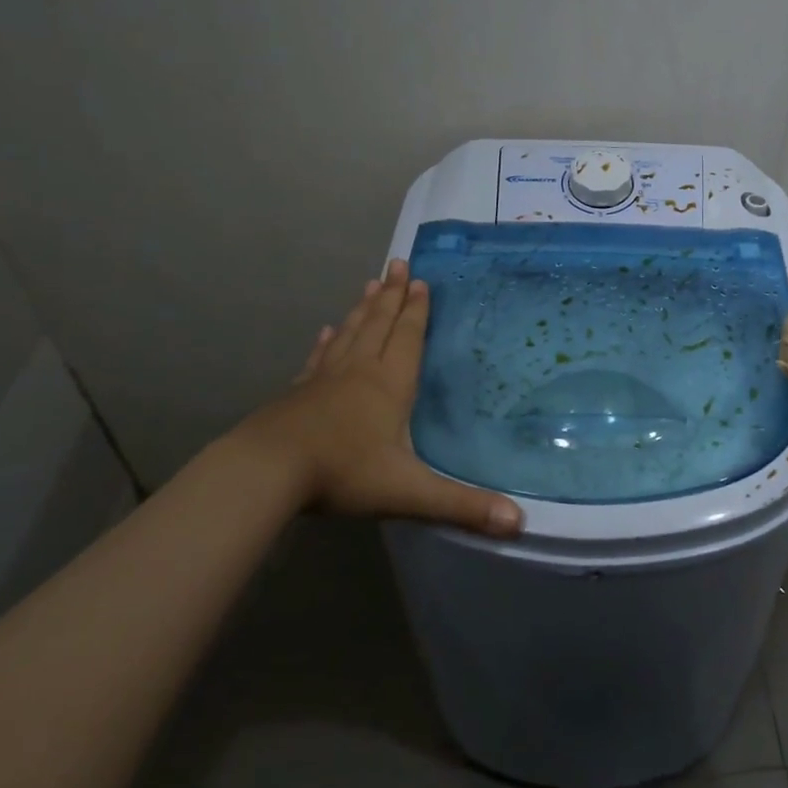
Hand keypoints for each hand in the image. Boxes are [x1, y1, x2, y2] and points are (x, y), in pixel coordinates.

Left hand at [214, 261, 521, 537]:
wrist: (267, 471)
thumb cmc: (343, 473)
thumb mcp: (409, 492)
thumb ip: (462, 506)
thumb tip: (520, 523)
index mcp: (389, 385)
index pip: (407, 338)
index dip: (416, 310)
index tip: (419, 280)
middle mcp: (359, 372)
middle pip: (378, 324)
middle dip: (391, 295)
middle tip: (397, 263)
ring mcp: (325, 379)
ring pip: (349, 334)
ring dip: (363, 308)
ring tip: (370, 283)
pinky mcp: (299, 393)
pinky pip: (319, 358)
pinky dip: (327, 342)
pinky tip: (327, 331)